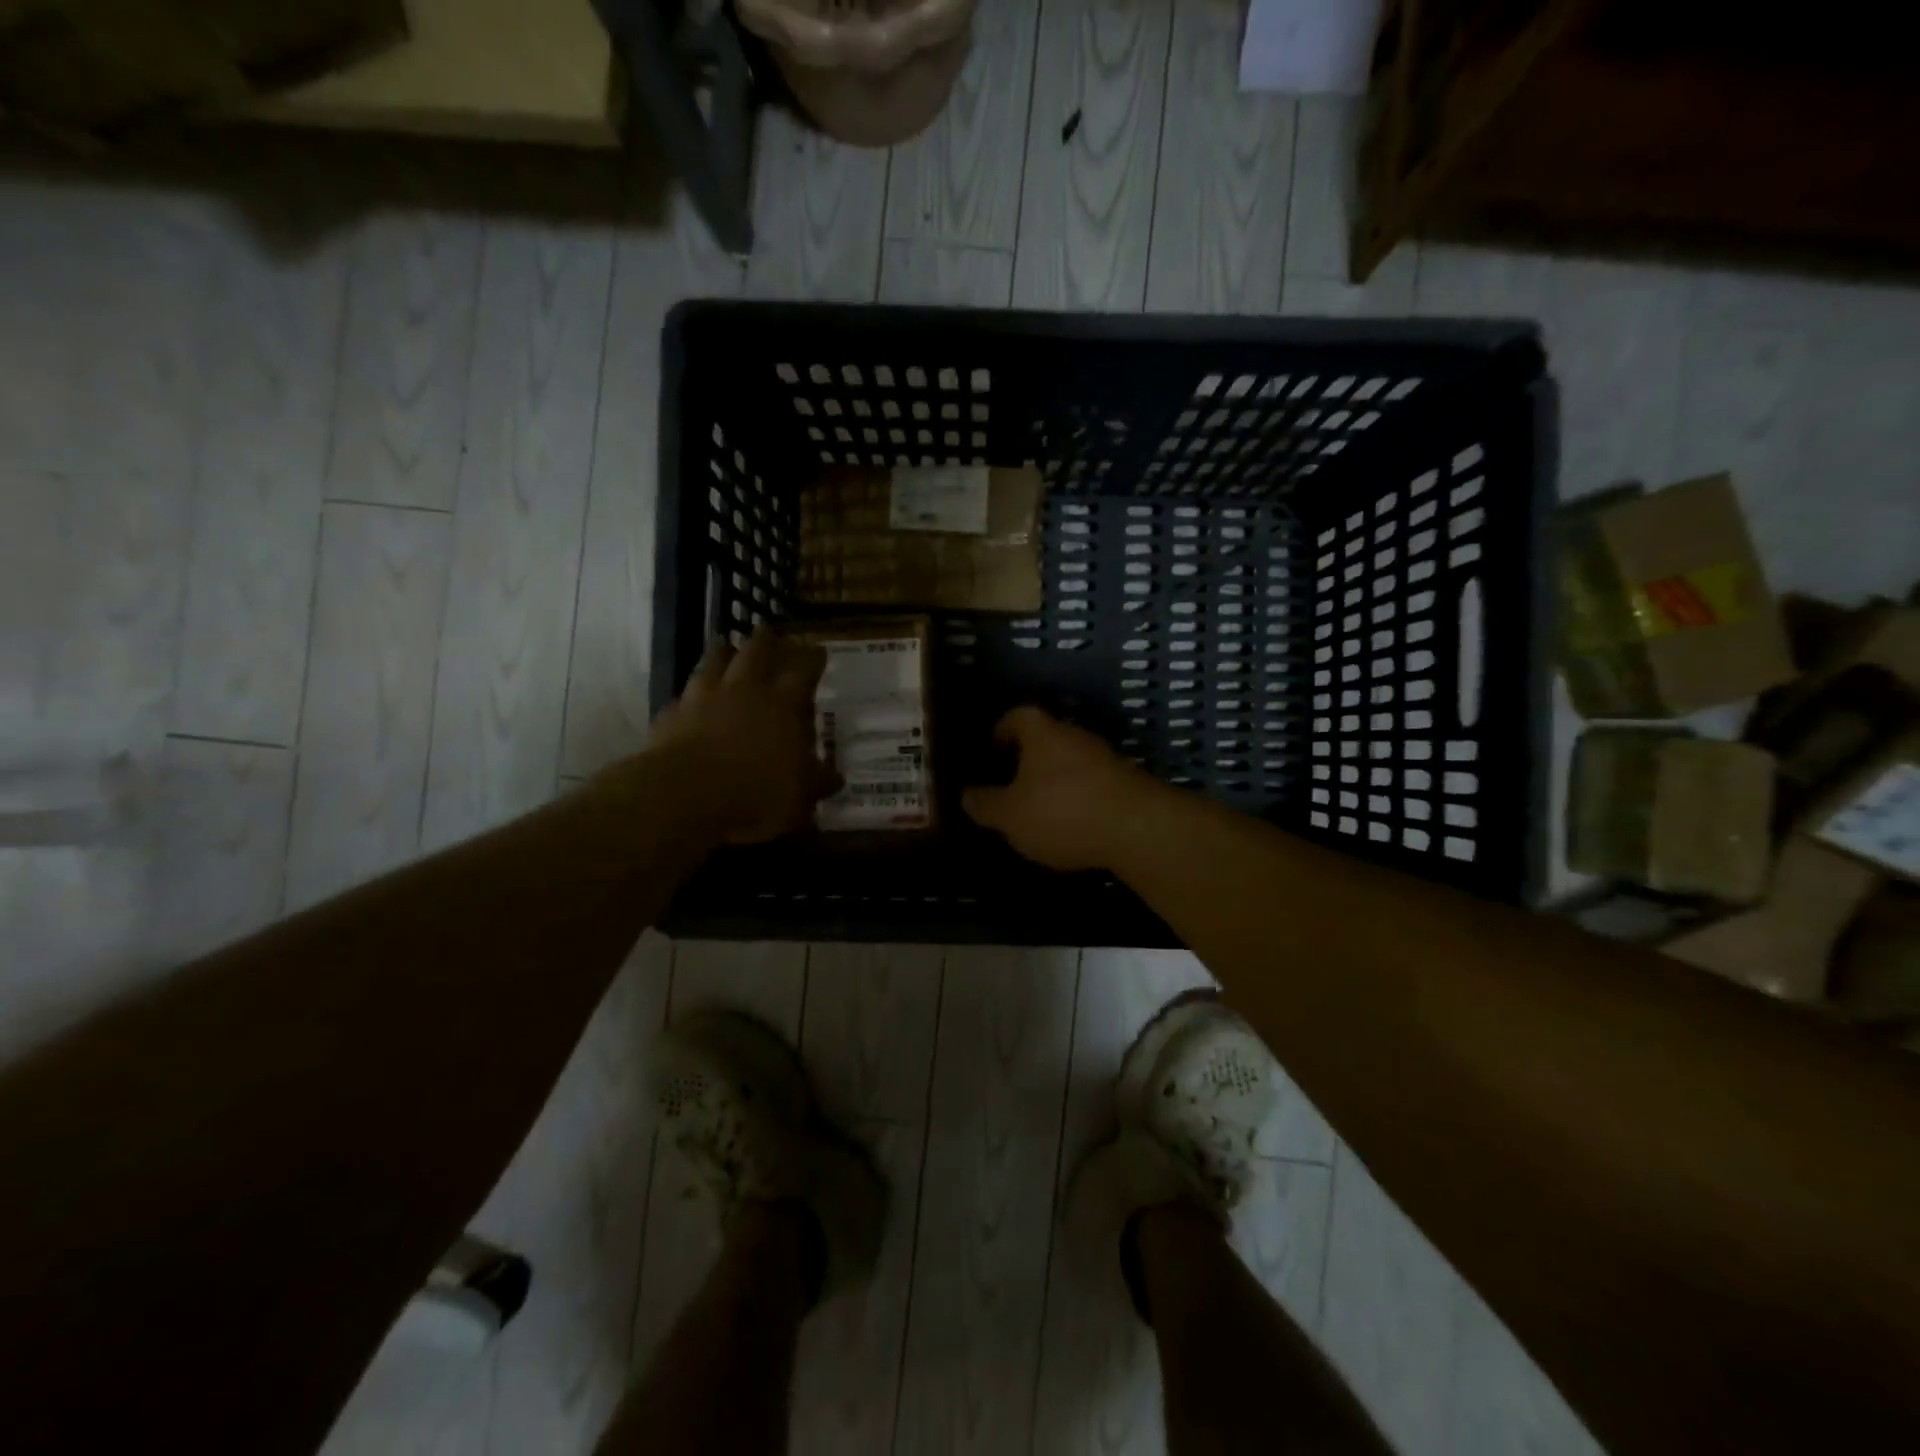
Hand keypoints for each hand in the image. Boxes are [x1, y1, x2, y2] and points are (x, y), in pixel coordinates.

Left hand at [644, 628, 840, 844]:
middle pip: (755, 652)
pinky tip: (688, 700)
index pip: (803, 670)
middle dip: (765, 641)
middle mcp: (743, 691)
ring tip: (725, 646)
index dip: (812, 658)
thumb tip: (835, 777)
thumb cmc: (757, 793)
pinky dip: (689, 696)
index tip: (818, 649)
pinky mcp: (671, 716)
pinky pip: (682, 698)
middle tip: (770, 633)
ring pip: (713, 663)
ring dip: (721, 653)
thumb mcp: (801, 795)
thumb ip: (818, 781)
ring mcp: (702, 699)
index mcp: (782, 704)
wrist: (685, 796)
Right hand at [961, 707, 1157, 871]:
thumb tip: (966, 794)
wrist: (1139, 829)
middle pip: (1046, 738)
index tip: (990, 751)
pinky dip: (1078, 798)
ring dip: (1054, 781)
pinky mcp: (1127, 783)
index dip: (1001, 730)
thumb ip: (985, 804)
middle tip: (1009, 786)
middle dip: (1027, 760)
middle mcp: (1075, 736)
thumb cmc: (1062, 813)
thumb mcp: (1010, 816)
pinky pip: (1092, 784)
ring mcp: (1105, 758)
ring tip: (1038, 811)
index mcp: (1042, 733)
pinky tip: (1072, 826)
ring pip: (1070, 762)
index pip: (1018, 715)